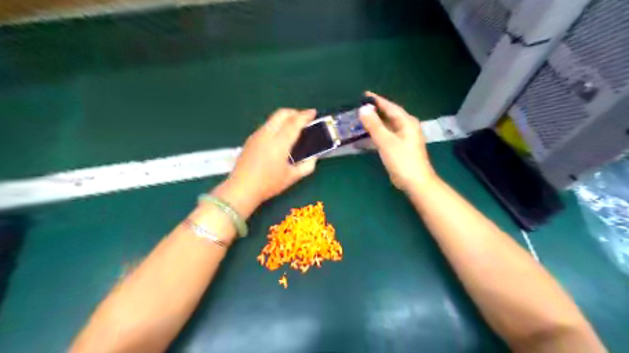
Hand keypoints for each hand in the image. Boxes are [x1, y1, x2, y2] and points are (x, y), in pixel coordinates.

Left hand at [214, 110, 318, 216]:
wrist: (241, 188)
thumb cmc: (268, 184)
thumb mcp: (292, 177)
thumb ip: (307, 167)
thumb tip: (313, 158)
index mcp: (279, 143)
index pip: (294, 123)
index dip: (305, 115)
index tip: (313, 112)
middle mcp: (267, 135)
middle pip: (281, 114)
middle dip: (294, 112)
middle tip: (304, 118)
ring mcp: (257, 136)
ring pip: (272, 119)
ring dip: (285, 118)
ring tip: (293, 127)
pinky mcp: (250, 140)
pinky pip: (266, 126)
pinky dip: (276, 125)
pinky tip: (279, 136)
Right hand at [359, 91, 437, 192]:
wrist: (415, 182)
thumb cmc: (402, 160)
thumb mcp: (386, 141)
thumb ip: (374, 125)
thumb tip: (363, 109)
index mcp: (406, 122)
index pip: (390, 106)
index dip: (376, 100)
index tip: (363, 95)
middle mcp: (406, 127)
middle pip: (389, 115)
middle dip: (374, 112)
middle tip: (358, 109)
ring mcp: (404, 138)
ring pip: (387, 126)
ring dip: (374, 124)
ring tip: (359, 121)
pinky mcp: (400, 147)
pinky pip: (386, 136)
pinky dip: (376, 135)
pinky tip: (366, 137)